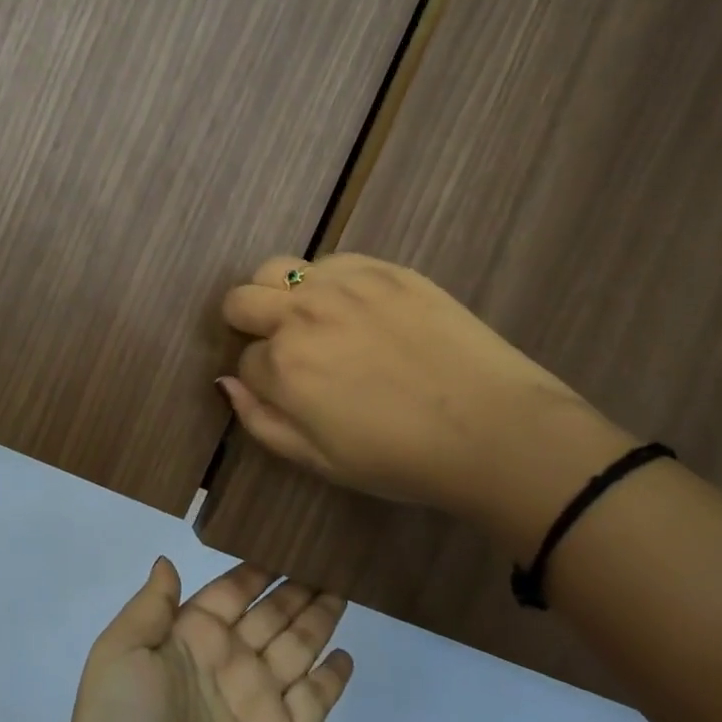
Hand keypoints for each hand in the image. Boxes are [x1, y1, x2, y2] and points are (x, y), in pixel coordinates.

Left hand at [52, 559, 351, 721]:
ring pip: (297, 649)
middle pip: (272, 614)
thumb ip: (152, 605)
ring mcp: (255, 705)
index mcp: (190, 637)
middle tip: (330, 557)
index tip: (288, 538)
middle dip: (298, 588)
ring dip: (319, 620)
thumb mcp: (121, 651)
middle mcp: (227, 663)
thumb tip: (168, 560)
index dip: (259, 568)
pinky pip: (312, 704)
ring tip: (344, 589)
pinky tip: (345, 655)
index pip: (233, 590)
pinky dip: (330, 680)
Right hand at [220, 253, 628, 554]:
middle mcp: (302, 314)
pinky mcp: (383, 269)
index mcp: (283, 367)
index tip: (286, 392)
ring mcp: (342, 285)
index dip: (260, 380)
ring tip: (312, 319)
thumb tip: (226, 383)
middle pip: (240, 300)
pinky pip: (329, 260)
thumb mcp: (320, 461)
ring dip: (279, 295)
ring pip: (276, 269)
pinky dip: (326, 282)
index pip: (243, 361)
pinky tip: (356, 308)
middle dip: (248, 325)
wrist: (494, 428)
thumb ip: (261, 422)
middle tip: (283, 349)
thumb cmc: (402, 458)